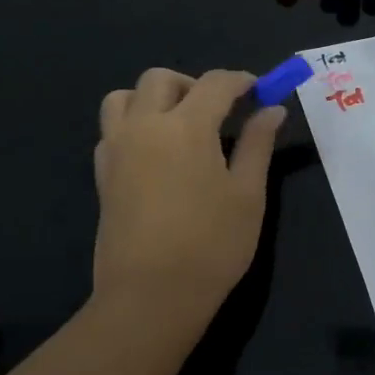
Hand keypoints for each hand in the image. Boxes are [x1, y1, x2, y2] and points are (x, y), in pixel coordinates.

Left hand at [93, 68, 282, 318]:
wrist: (151, 295)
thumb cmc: (212, 245)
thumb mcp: (248, 194)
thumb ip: (258, 144)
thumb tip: (272, 110)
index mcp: (185, 126)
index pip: (215, 84)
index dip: (241, 81)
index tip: (260, 90)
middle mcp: (144, 126)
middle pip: (161, 79)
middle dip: (195, 84)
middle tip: (221, 111)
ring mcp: (116, 149)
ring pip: (125, 97)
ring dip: (154, 98)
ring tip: (180, 126)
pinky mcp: (102, 174)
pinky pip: (112, 129)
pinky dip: (134, 124)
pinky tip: (157, 154)